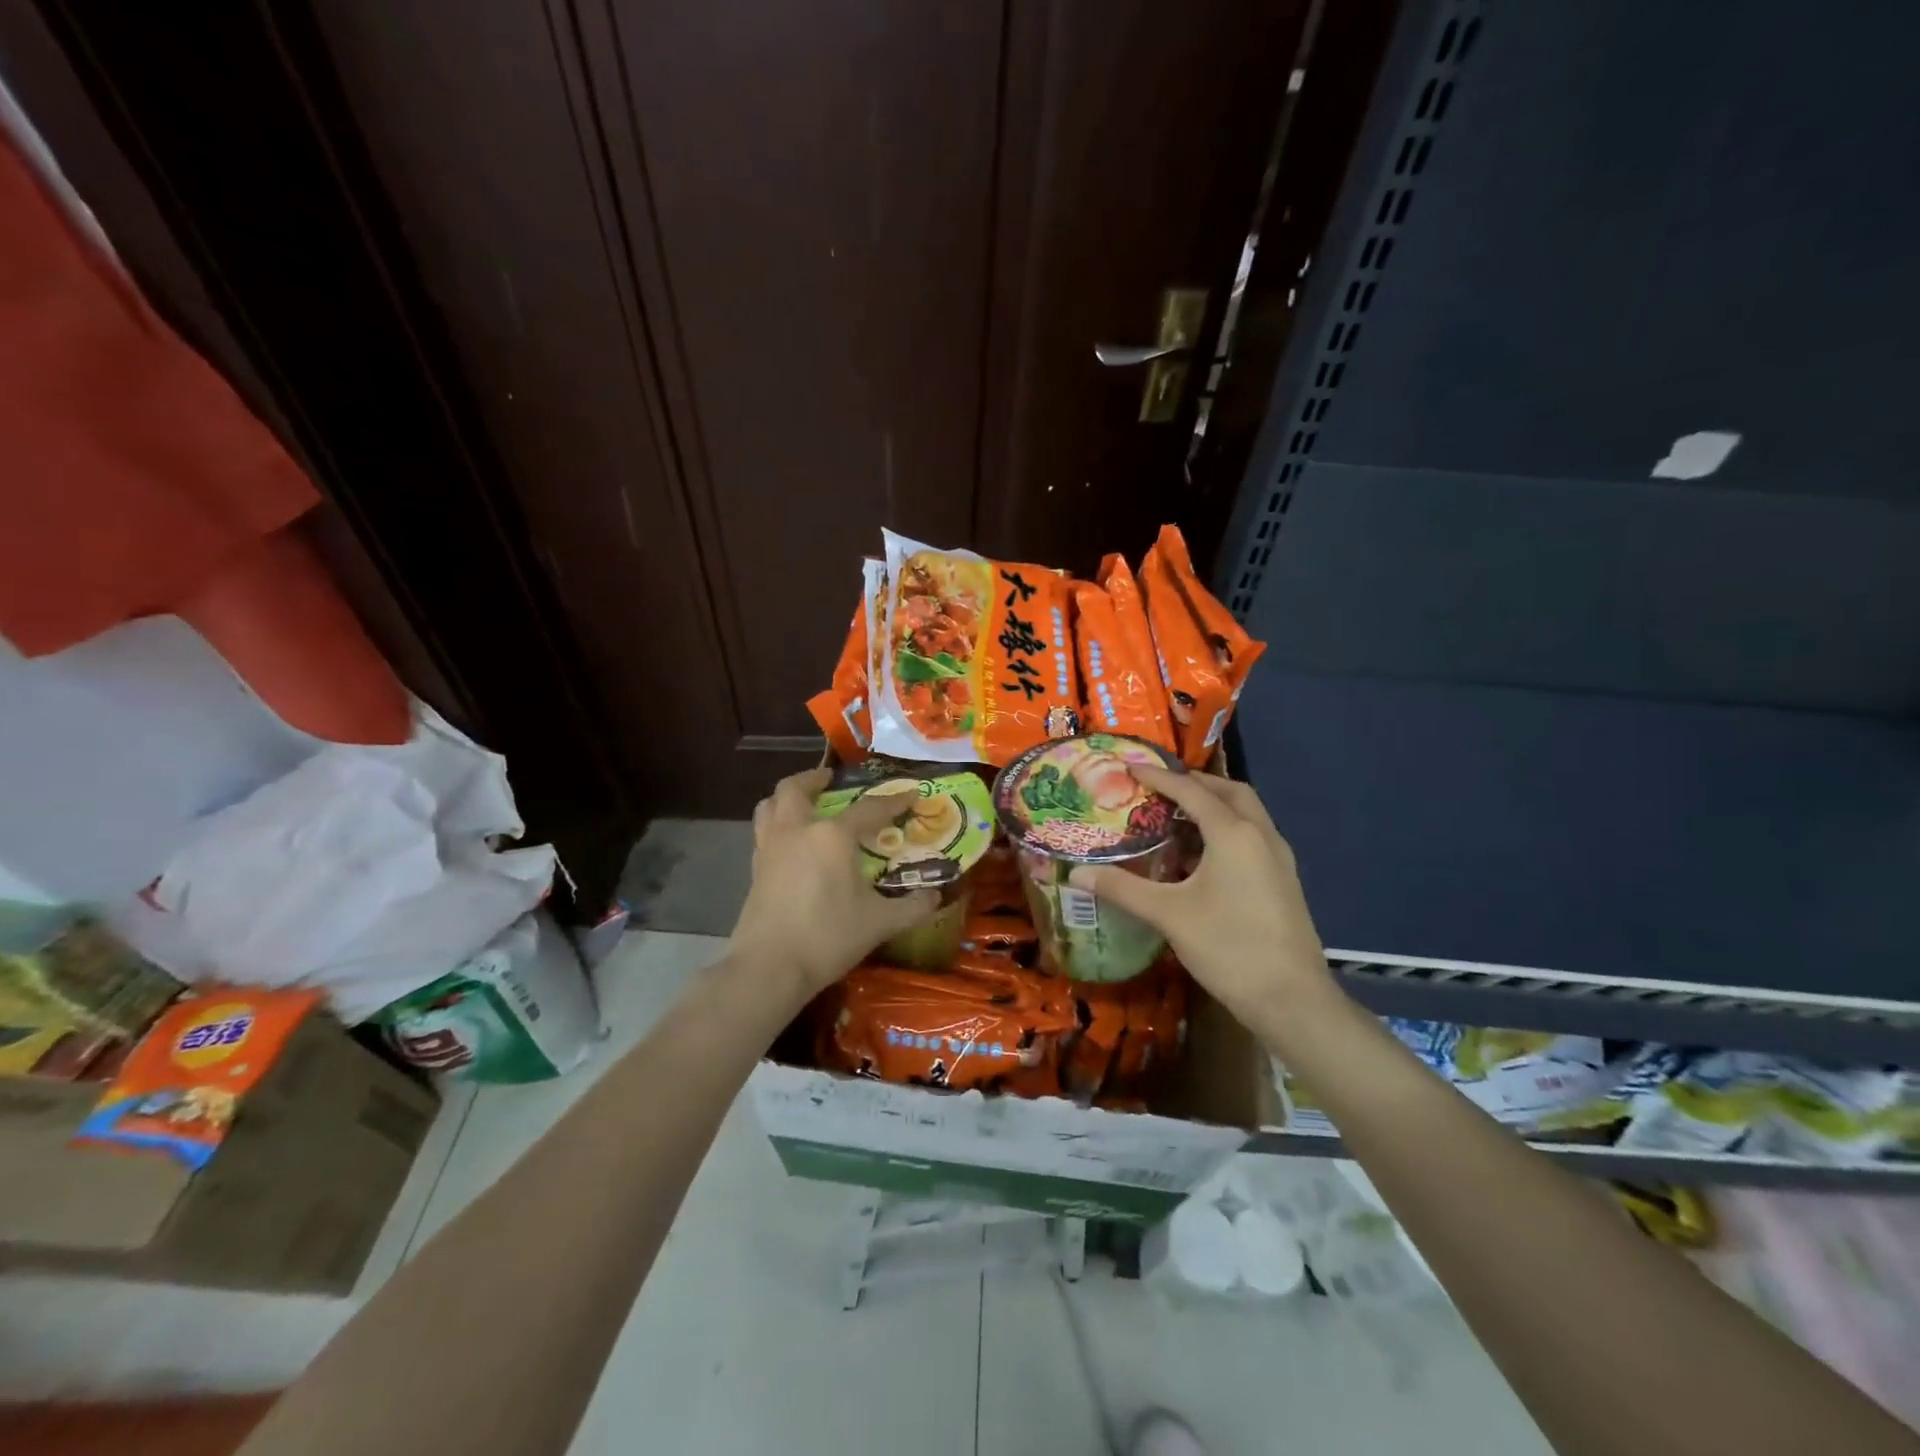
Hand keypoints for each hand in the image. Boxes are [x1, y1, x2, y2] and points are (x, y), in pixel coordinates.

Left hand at [729, 767, 939, 1000]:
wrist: (769, 967)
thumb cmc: (828, 937)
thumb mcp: (879, 923)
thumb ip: (911, 907)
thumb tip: (936, 897)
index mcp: (832, 836)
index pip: (869, 809)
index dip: (893, 801)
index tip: (910, 793)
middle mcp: (797, 831)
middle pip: (796, 789)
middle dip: (814, 778)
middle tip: (830, 780)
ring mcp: (770, 848)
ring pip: (770, 805)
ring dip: (787, 797)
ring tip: (804, 802)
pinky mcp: (755, 870)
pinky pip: (764, 831)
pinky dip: (777, 824)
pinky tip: (792, 842)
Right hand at [1069, 767, 1334, 1033]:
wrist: (1292, 1000)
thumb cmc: (1228, 947)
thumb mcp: (1168, 915)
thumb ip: (1122, 888)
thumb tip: (1076, 874)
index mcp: (1233, 833)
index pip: (1190, 791)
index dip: (1158, 777)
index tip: (1129, 767)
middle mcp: (1261, 835)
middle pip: (1229, 791)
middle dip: (1195, 783)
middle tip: (1161, 787)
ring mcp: (1279, 858)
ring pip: (1247, 813)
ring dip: (1215, 805)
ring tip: (1178, 817)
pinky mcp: (1285, 880)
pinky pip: (1254, 836)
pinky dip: (1228, 829)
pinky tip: (1204, 856)